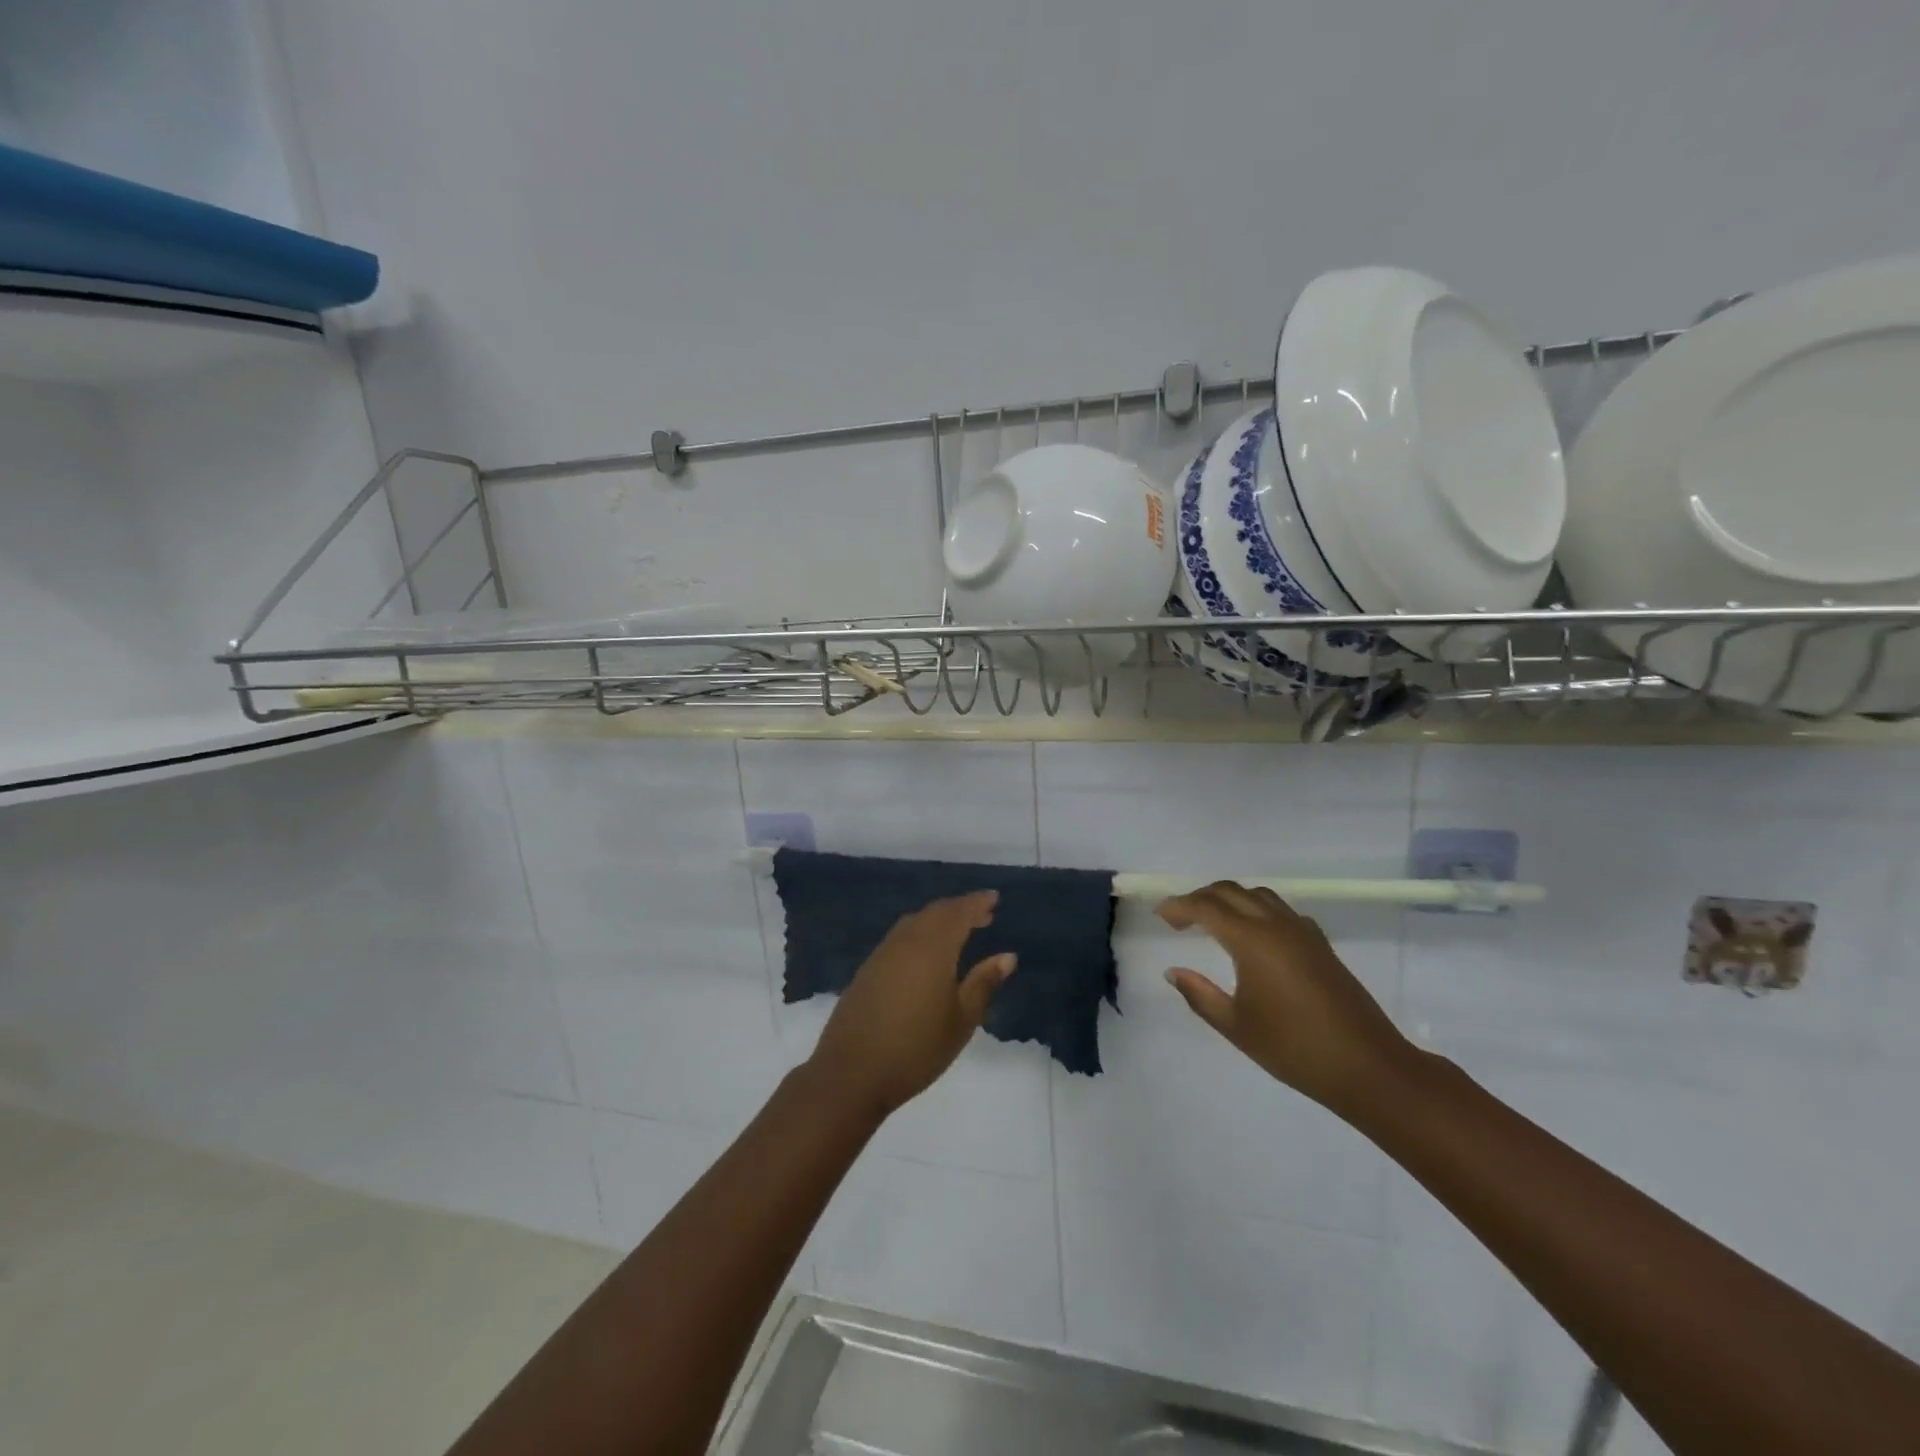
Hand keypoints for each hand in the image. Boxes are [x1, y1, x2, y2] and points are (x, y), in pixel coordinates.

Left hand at [806, 891, 1016, 1120]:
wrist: (851, 1073)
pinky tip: (927, 952)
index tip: (994, 898)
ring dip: (939, 919)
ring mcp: (882, 953)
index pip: (959, 913)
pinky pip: (900, 936)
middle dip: (960, 909)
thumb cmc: (916, 1049)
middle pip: (936, 912)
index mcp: (933, 948)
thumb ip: (983, 983)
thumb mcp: (961, 1020)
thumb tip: (1007, 956)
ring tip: (959, 930)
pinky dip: (920, 932)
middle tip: (983, 915)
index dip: (978, 903)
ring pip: (915, 922)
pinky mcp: (868, 968)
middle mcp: (906, 941)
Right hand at [1158, 881, 1417, 1116]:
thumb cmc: (1294, 1048)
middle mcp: (1276, 924)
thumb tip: (1173, 972)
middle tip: (1180, 918)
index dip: (1179, 907)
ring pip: (1258, 895)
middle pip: (1230, 891)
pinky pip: (1280, 910)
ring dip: (1230, 899)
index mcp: (1252, 940)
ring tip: (1212, 922)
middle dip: (1200, 897)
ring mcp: (1302, 931)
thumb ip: (1200, 994)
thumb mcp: (1236, 1026)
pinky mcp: (1320, 943)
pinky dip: (1256, 910)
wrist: (1367, 1066)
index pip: (1206, 907)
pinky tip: (1253, 937)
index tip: (1160, 916)